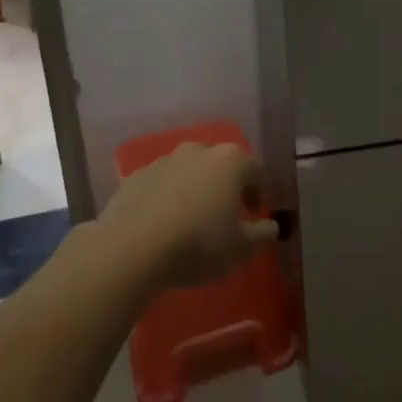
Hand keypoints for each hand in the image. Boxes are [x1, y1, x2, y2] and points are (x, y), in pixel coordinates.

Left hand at [102, 142, 277, 289]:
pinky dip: (165, 197)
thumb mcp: (242, 249)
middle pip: (219, 163)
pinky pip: (160, 184)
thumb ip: (262, 234)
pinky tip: (161, 224)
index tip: (253, 214)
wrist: (131, 249)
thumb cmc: (198, 245)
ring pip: (187, 171)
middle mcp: (197, 151)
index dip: (258, 191)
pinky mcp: (135, 177)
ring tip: (190, 220)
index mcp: (229, 161)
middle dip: (225, 185)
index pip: (255, 169)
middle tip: (224, 214)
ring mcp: (163, 161)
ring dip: (194, 189)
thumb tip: (270, 226)